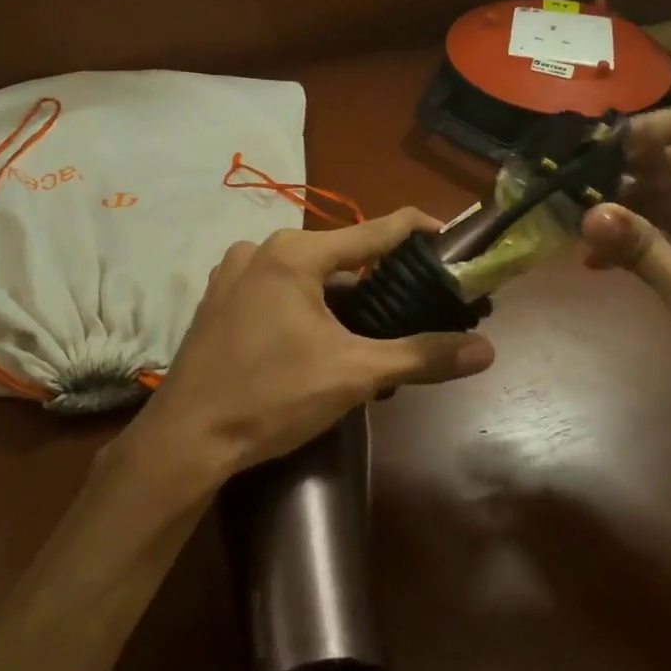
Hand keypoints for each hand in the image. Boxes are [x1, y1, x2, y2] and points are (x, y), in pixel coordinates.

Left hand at [133, 210, 495, 478]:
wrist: (184, 441)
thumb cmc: (272, 397)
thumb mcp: (355, 375)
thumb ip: (421, 356)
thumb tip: (486, 351)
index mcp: (296, 253)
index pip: (374, 229)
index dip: (417, 229)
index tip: (449, 234)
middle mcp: (262, 249)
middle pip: (340, 254)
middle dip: (378, 277)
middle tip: (415, 303)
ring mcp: (233, 273)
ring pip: (307, 273)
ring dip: (341, 296)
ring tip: (372, 330)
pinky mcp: (219, 300)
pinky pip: (278, 289)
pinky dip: (307, 305)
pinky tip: (321, 339)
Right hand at [579, 106, 670, 420]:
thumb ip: (642, 249)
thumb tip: (589, 213)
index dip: (642, 129)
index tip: (596, 159)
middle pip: (670, 156)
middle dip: (620, 171)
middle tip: (574, 200)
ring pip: (666, 191)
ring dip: (624, 208)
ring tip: (582, 235)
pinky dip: (640, 235)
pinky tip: (604, 263)